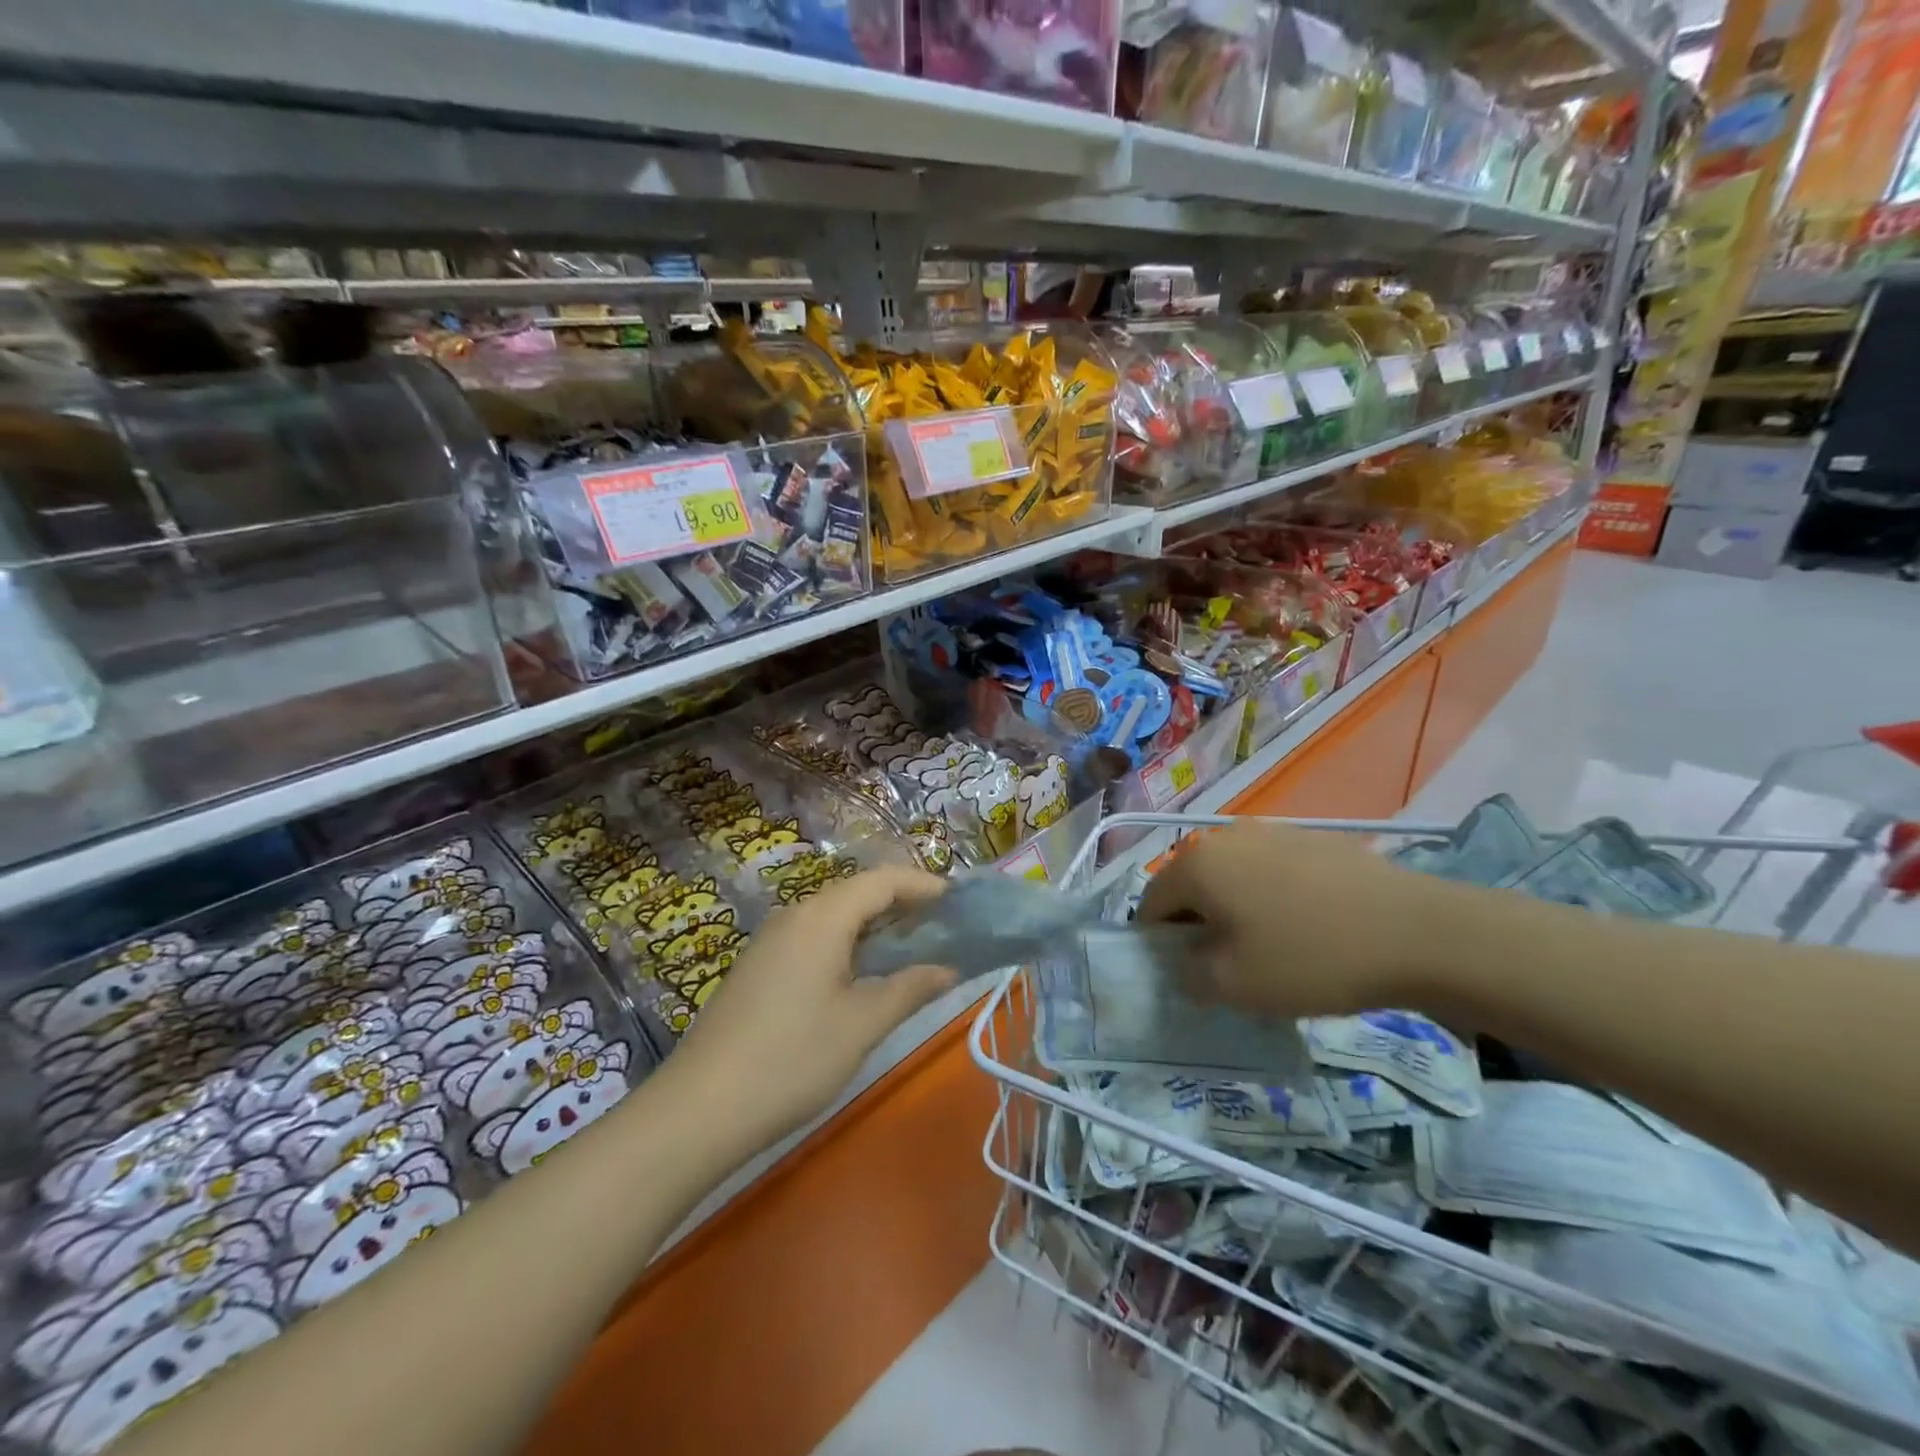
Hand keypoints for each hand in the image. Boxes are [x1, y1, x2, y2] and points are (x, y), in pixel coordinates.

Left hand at [668, 867, 958, 1154]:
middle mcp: (795, 916)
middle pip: (858, 893)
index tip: (961, 902)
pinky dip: (849, 944)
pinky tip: (863, 975)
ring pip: (836, 916)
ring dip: (876, 926)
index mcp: (822, 917)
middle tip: (945, 928)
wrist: (698, 1109)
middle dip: (903, 904)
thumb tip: (949, 969)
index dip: (924, 885)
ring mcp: (772, 941)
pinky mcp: (759, 967)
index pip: (883, 881)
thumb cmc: (791, 1059)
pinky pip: (815, 937)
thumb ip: (911, 988)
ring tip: (914, 950)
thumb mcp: (862, 1024)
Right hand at [1137, 823, 1455, 1018]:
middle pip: (1191, 886)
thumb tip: (1185, 964)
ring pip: (1232, 877)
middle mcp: (1225, 836)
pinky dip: (1272, 898)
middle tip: (1228, 967)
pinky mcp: (1313, 839)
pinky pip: (1271, 871)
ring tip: (1272, 949)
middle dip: (1198, 925)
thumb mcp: (1232, 986)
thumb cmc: (1309, 958)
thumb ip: (1187, 976)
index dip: (1158, 944)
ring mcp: (1272, 832)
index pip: (1150, 904)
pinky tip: (1309, 928)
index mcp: (1196, 864)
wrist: (1417, 932)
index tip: (1186, 975)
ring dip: (1236, 911)